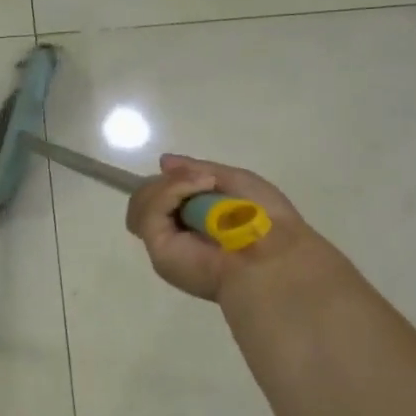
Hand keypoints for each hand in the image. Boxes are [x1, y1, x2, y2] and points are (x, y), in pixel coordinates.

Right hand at [124, 154, 325, 301]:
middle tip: (204, 180)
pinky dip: (171, 190)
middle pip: (145, 197)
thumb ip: (196, 171)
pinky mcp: (158, 249)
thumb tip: (163, 162)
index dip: (172, 181)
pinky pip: (149, 210)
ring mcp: (164, 242)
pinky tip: (200, 187)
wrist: (274, 253)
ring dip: (171, 184)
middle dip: (170, 182)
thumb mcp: (233, 180)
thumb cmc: (263, 219)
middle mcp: (175, 234)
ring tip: (205, 184)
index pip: (160, 196)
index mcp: (192, 222)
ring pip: (141, 202)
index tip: (198, 174)